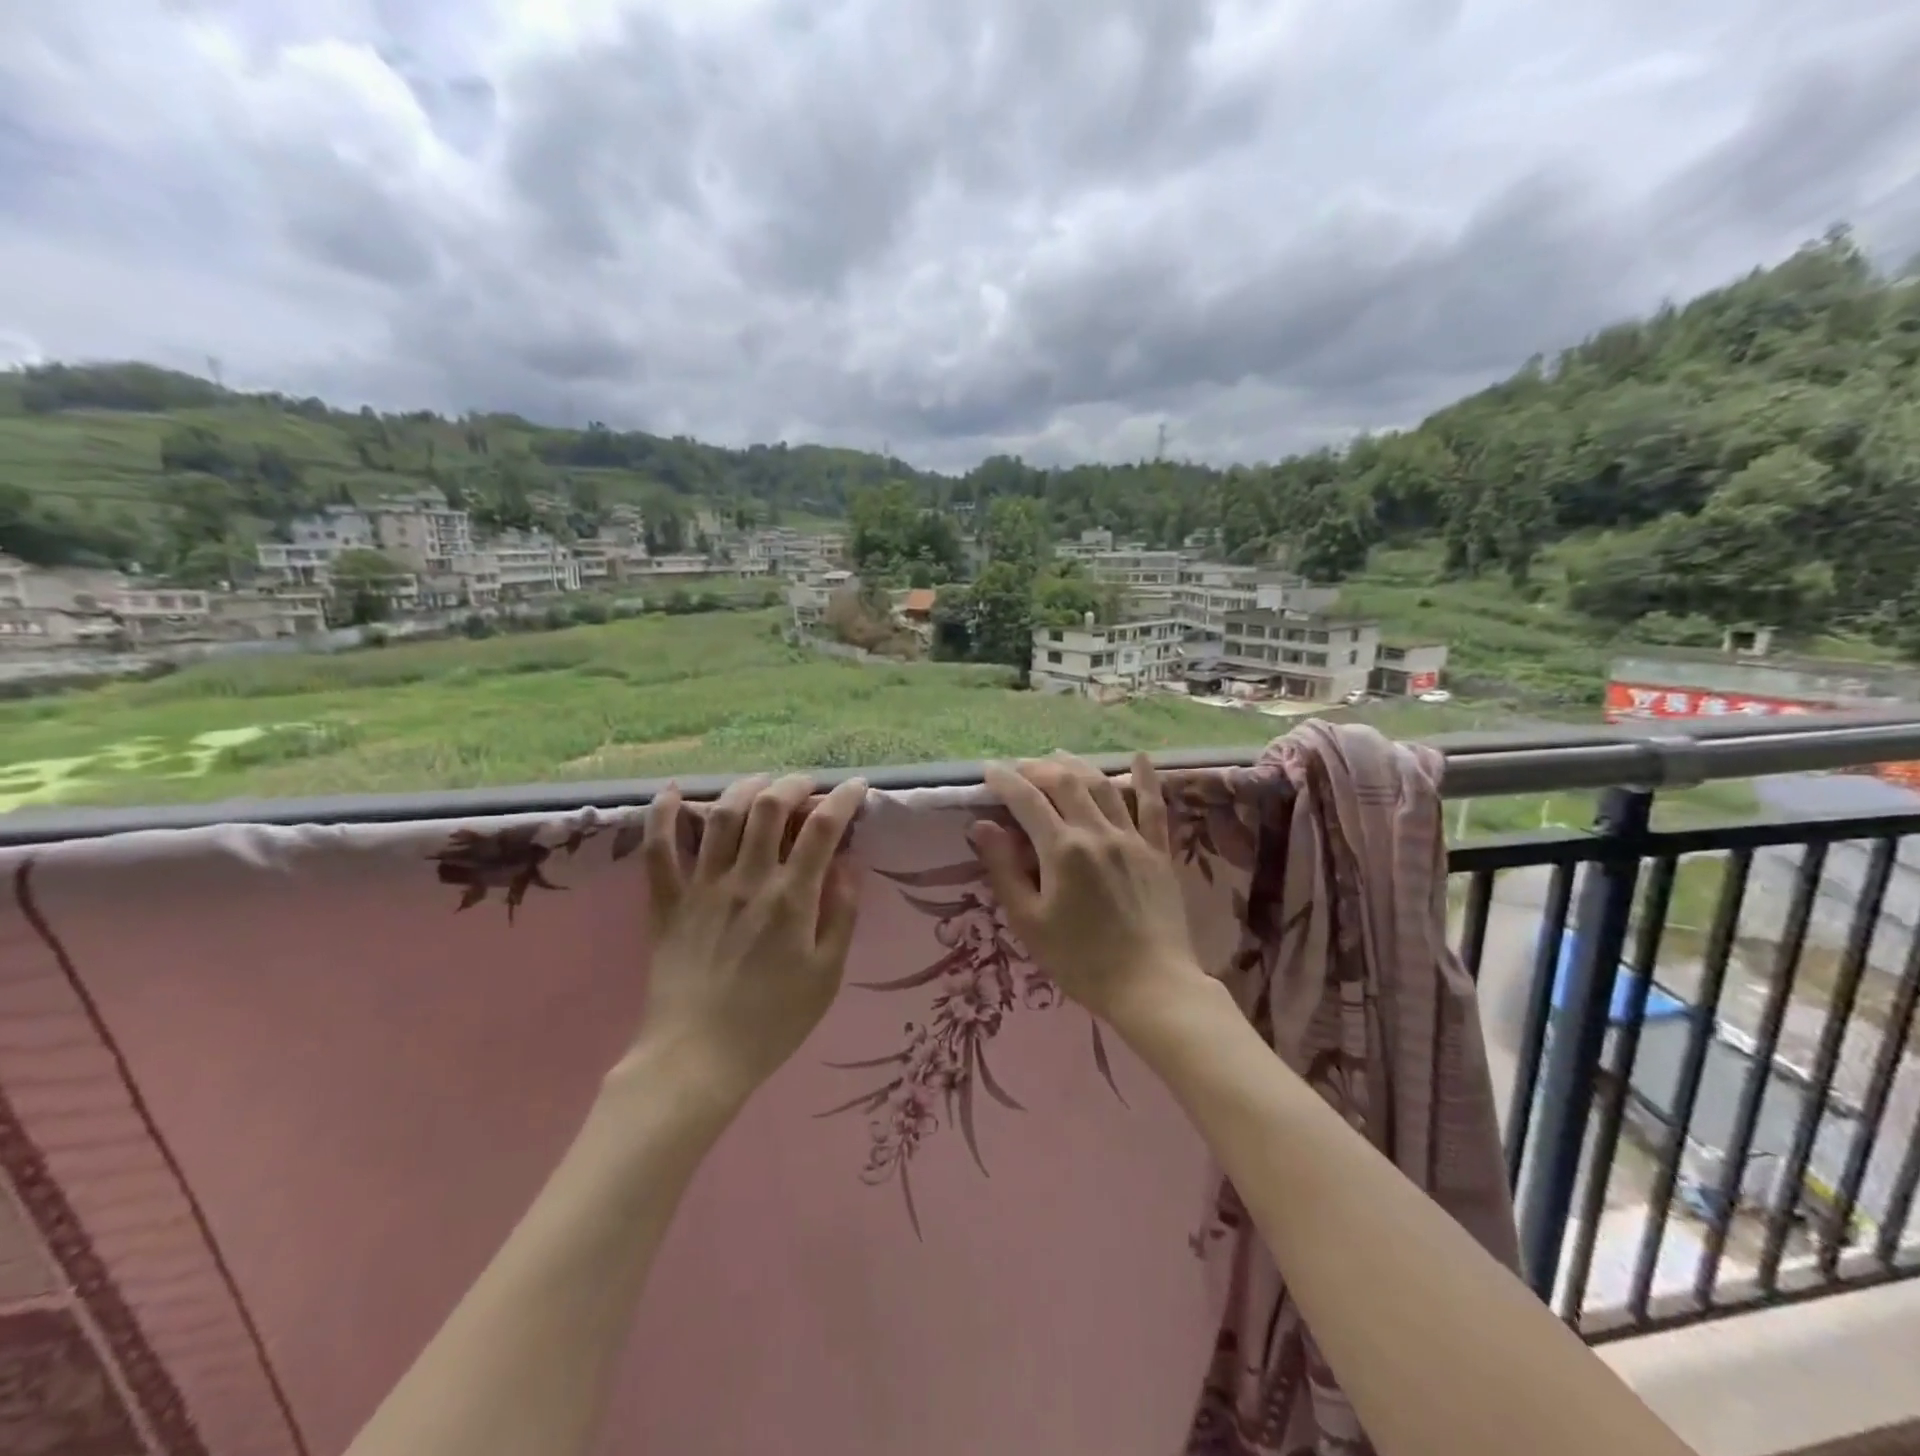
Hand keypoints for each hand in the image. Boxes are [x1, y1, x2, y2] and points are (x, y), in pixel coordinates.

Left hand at [638, 773, 866, 1102]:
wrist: (698, 1059)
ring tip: (761, 784)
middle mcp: (747, 880)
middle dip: (793, 784)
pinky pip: (659, 850)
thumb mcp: (827, 974)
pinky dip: (664, 815)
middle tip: (807, 787)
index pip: (822, 829)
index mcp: (791, 899)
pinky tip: (672, 792)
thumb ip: (842, 914)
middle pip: (768, 807)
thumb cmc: (773, 1021)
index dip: (843, 798)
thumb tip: (849, 864)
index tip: (856, 786)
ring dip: (744, 788)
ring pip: (720, 815)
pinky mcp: (667, 902)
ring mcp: (702, 887)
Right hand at [968, 753, 1210, 1031]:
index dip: (1005, 781)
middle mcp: (1097, 832)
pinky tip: (1139, 758)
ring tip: (1059, 758)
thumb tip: (982, 827)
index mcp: (1062, 849)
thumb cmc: (1080, 960)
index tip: (989, 771)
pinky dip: (1145, 779)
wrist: (1151, 986)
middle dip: (1038, 769)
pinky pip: (1153, 807)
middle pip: (1065, 782)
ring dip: (1078, 766)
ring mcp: (1132, 838)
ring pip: (1103, 786)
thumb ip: (1004, 870)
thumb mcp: (1029, 921)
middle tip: (1021, 769)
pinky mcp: (1159, 851)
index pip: (1027, 800)